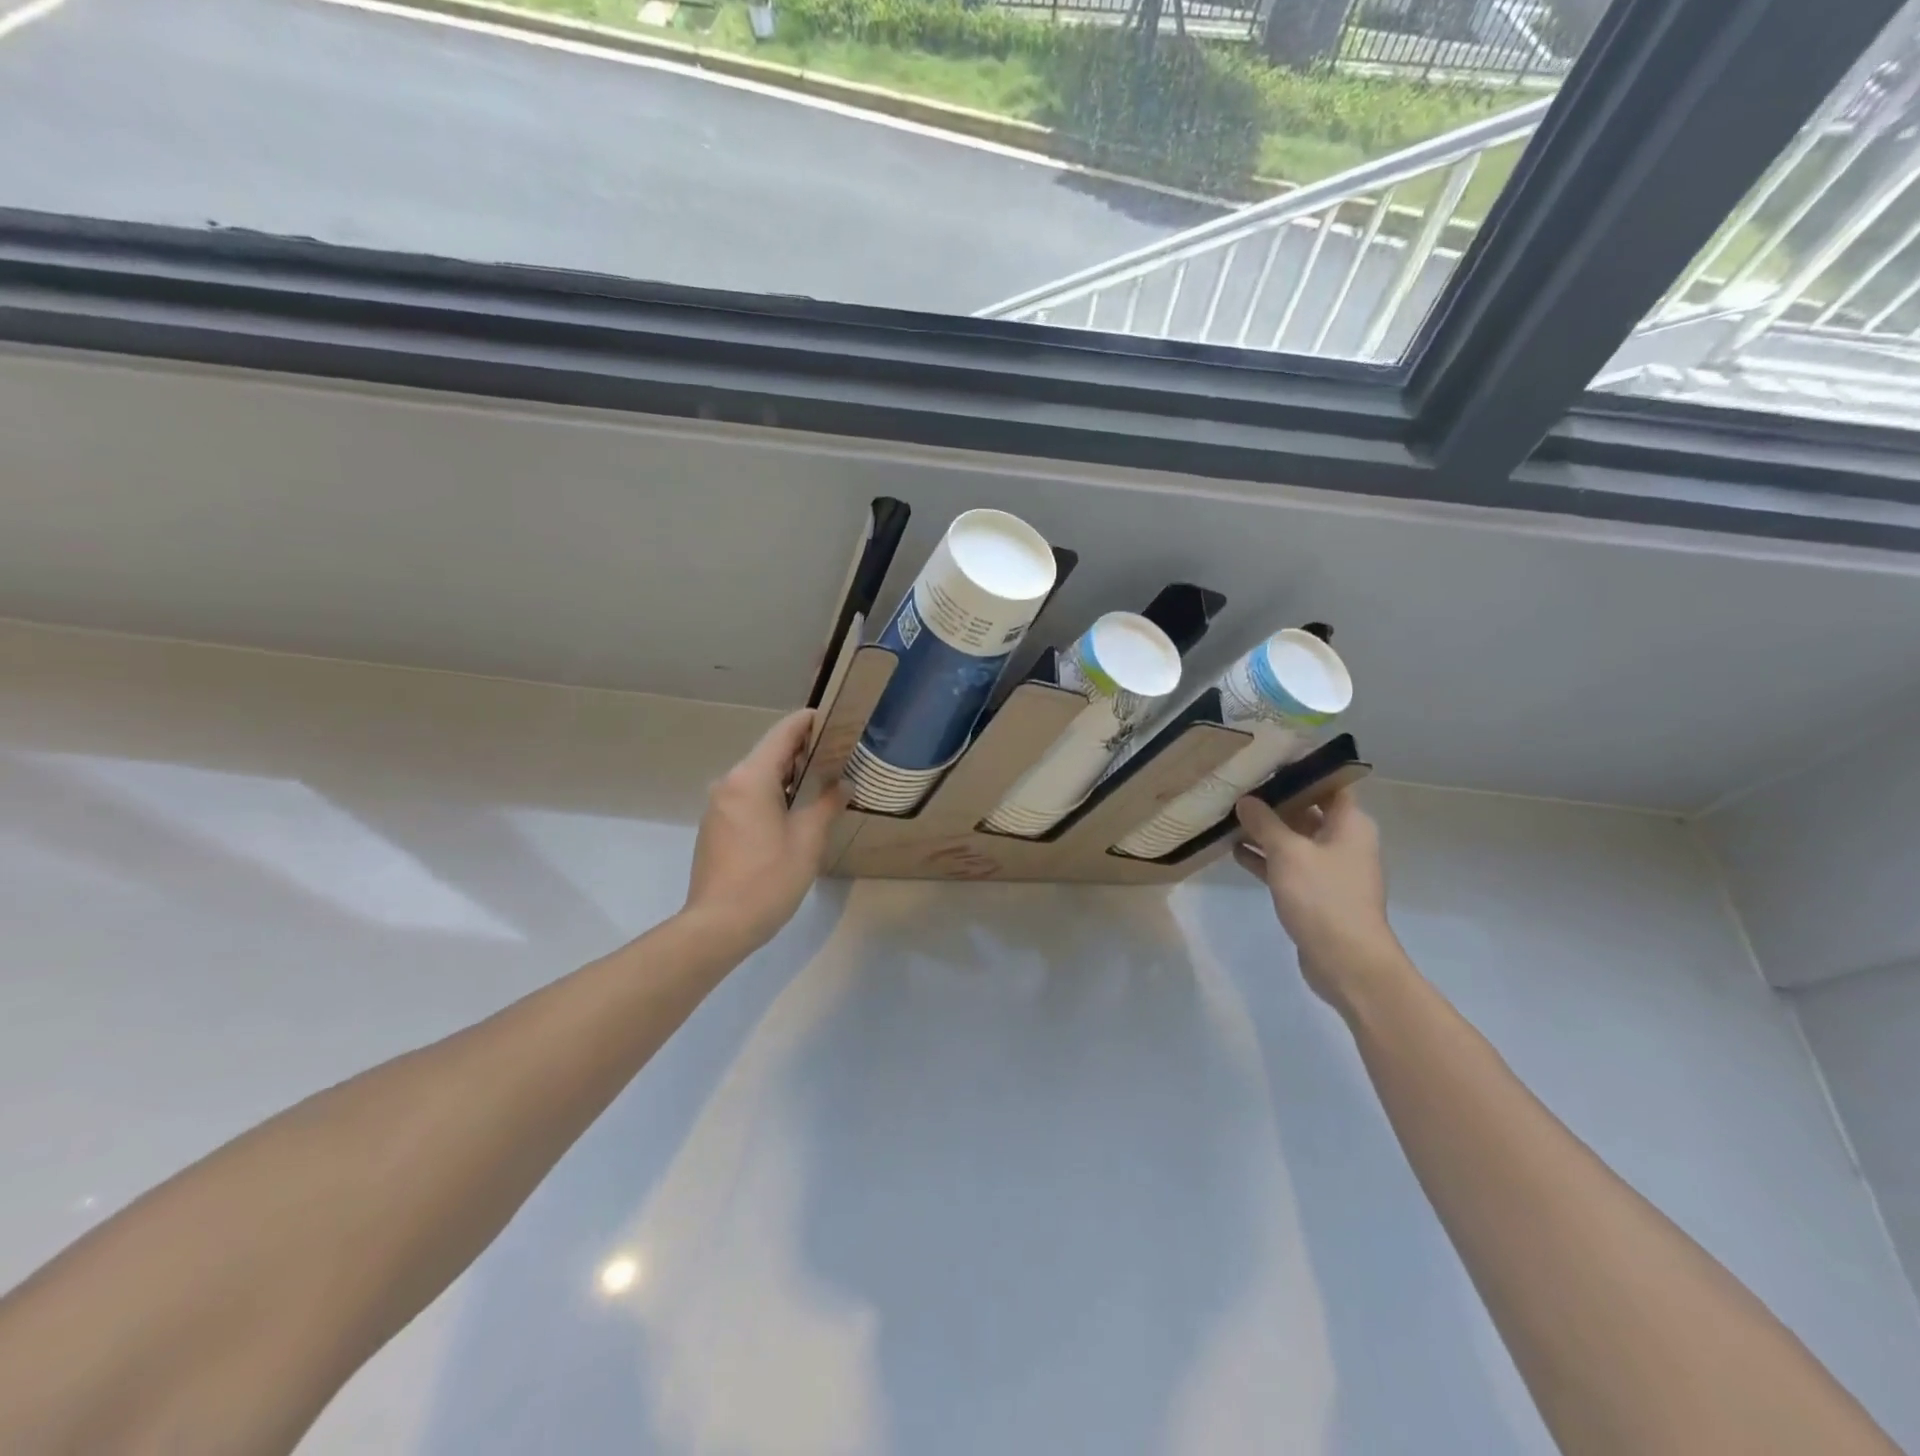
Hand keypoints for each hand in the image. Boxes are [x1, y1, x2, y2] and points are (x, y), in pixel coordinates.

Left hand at [684, 710, 845, 951]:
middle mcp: (729, 783)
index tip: (834, 719)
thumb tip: (842, 785)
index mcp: (751, 778)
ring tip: (822, 782)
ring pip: (758, 776)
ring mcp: (718, 805)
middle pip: (769, 753)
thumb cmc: (768, 878)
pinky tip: (794, 811)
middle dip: (803, 750)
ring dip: (788, 775)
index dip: (808, 722)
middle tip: (839, 754)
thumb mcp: (808, 839)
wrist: (718, 925)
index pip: (783, 733)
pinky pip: (747, 797)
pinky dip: (772, 794)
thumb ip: (827, 804)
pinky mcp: (715, 826)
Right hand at [1233, 788, 1404, 1007]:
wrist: (1346, 961)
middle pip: (1307, 810)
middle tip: (1238, 786)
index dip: (1302, 770)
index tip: (1268, 760)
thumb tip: (1246, 800)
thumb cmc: (1323, 897)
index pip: (1329, 783)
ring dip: (1265, 831)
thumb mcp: (1289, 852)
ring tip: (1228, 816)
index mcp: (1349, 824)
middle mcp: (1343, 841)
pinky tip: (1235, 851)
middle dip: (1274, 800)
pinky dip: (1265, 858)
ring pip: (1294, 839)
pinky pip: (1287, 865)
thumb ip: (1265, 823)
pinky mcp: (1314, 893)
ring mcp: (1329, 869)